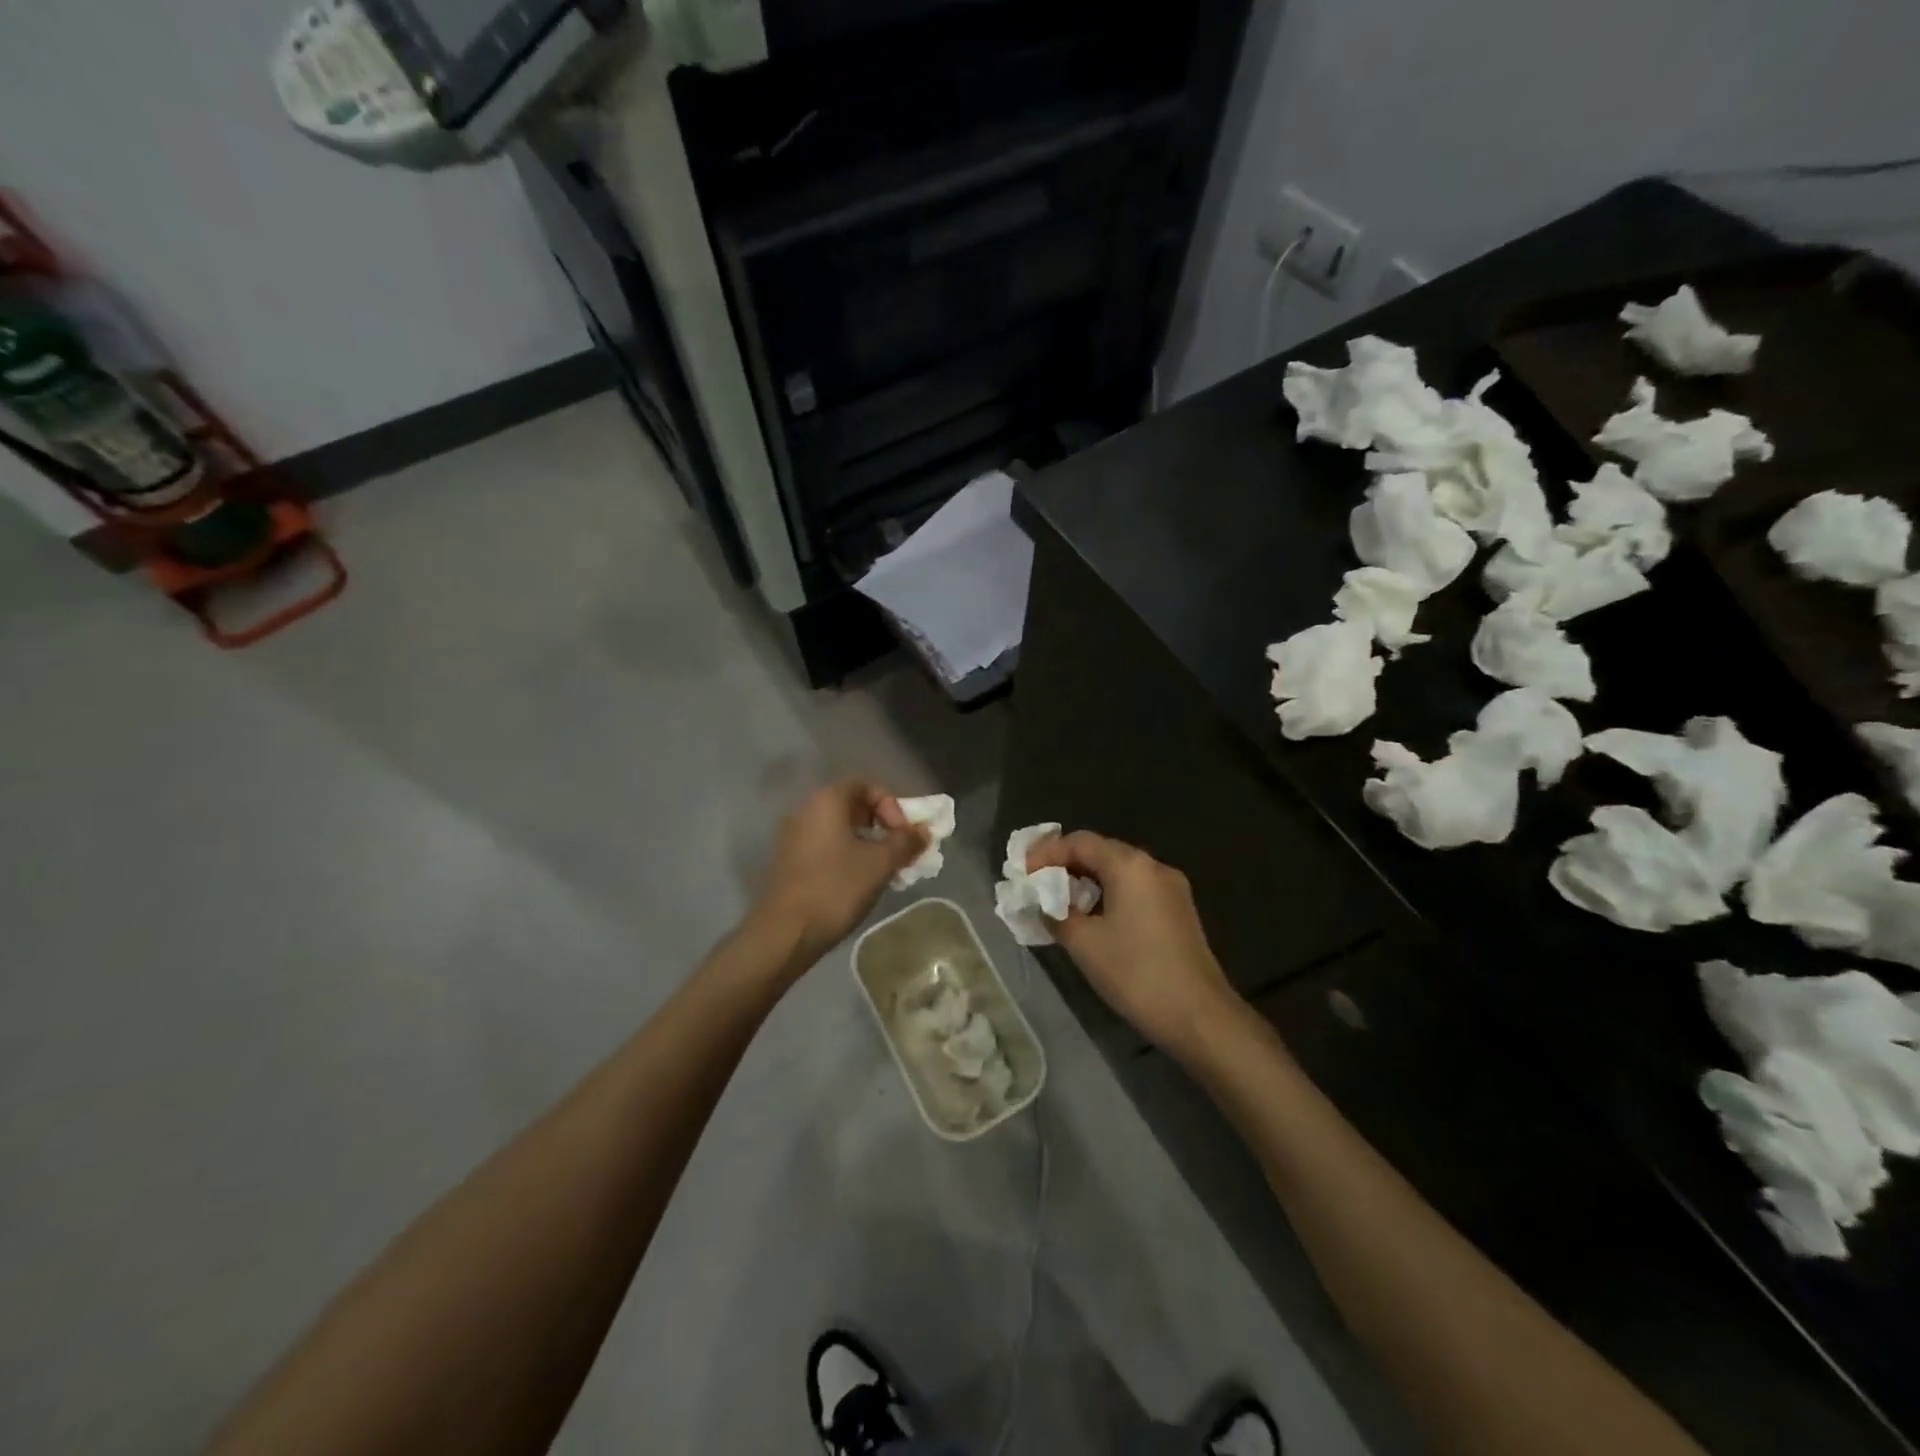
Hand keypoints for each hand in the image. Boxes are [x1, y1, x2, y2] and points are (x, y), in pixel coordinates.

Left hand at [754, 779, 927, 966]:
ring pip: (840, 829)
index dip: (891, 805)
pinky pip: (826, 847)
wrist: (786, 932)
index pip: (866, 785)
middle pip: (852, 806)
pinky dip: (848, 856)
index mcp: (826, 801)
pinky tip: (860, 882)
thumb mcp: (880, 863)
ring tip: (884, 870)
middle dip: (882, 825)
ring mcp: (794, 837)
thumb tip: (924, 830)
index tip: (902, 834)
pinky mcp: (790, 861)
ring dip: (867, 844)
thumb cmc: (836, 888)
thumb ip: (905, 842)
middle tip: (899, 851)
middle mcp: (806, 810)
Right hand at [1026, 831, 1242, 1058]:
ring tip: (1059, 903)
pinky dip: (1109, 894)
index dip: (1047, 853)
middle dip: (1065, 865)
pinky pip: (1136, 889)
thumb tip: (1041, 902)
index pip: (1080, 842)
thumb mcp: (1084, 944)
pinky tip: (1093, 918)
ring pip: (1119, 871)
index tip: (1022, 873)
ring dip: (1087, 881)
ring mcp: (1171, 888)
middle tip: (1036, 884)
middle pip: (1101, 851)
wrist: (1200, 1016)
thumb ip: (1055, 914)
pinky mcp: (1179, 911)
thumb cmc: (1136, 973)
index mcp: (1130, 865)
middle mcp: (1153, 866)